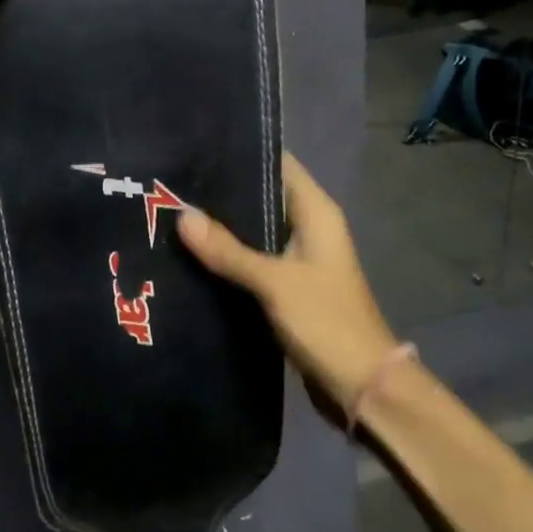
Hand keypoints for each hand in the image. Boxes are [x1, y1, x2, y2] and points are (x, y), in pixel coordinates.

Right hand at [178, 153, 400, 404]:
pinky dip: (226, 258)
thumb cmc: (326, 322)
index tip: (198, 145)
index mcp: (316, 213)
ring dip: (221, 227)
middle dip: (221, 192)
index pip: (278, 164)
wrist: (361, 386)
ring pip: (252, 231)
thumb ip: (228, 250)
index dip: (242, 152)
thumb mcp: (274, 283)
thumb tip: (182, 215)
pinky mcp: (286, 287)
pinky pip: (251, 261)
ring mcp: (297, 259)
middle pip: (261, 197)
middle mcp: (308, 228)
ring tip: (171, 212)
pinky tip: (191, 255)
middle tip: (171, 183)